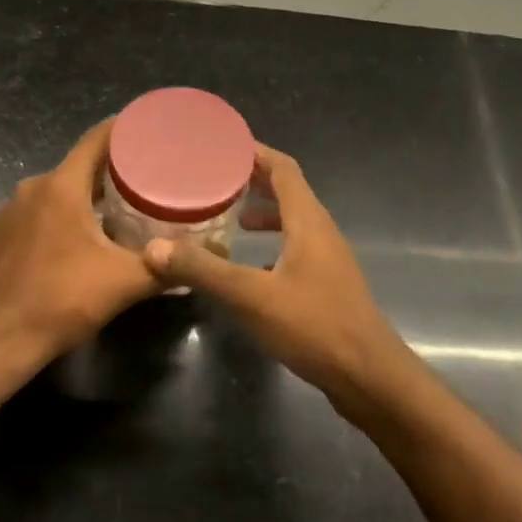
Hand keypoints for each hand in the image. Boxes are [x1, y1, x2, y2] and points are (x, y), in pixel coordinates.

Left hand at [0, 118, 161, 366]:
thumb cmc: (63, 300)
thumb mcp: (125, 283)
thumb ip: (167, 268)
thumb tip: (208, 261)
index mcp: (61, 187)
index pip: (96, 140)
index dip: (123, 130)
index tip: (147, 130)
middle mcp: (31, 189)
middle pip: (76, 167)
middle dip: (108, 172)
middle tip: (143, 182)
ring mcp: (6, 212)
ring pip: (53, 193)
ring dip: (80, 199)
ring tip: (112, 214)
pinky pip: (31, 216)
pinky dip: (53, 220)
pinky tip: (70, 244)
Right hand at [141, 144, 408, 402]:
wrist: (369, 377)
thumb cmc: (314, 326)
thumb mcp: (251, 297)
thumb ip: (203, 270)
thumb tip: (152, 248)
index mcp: (308, 221)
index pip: (283, 168)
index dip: (255, 152)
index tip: (223, 145)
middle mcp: (321, 231)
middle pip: (288, 191)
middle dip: (254, 180)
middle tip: (216, 178)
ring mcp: (328, 259)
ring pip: (293, 222)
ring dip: (264, 213)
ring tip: (230, 219)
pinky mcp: (327, 285)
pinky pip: (296, 249)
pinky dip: (272, 245)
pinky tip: (250, 267)